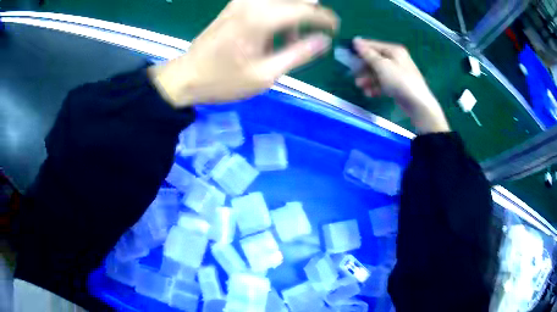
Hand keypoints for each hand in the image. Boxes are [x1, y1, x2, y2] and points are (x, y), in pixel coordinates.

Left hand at [149, 0, 338, 106]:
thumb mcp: (265, 75)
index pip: (305, 9)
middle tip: (313, 33)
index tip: (335, 29)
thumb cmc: (223, 80)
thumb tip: (324, 40)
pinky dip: (278, 12)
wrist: (186, 76)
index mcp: (261, 18)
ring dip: (294, 12)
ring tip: (292, 37)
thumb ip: (298, 54)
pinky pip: (266, 1)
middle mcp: (252, 2)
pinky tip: (275, 32)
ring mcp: (241, 2)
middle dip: (310, 11)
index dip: (325, 18)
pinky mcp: (235, 5)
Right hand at [353, 38, 449, 133]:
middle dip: (364, 68)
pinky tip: (370, 94)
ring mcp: (398, 73)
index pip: (373, 45)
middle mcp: (396, 59)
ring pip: (378, 73)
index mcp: (394, 51)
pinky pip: (384, 83)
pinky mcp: (398, 85)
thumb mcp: (381, 65)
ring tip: (360, 87)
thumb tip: (356, 40)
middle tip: (353, 75)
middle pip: (375, 60)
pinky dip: (376, 87)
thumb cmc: (399, 81)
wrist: (418, 104)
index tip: (348, 54)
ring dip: (368, 79)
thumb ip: (367, 53)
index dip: (360, 49)